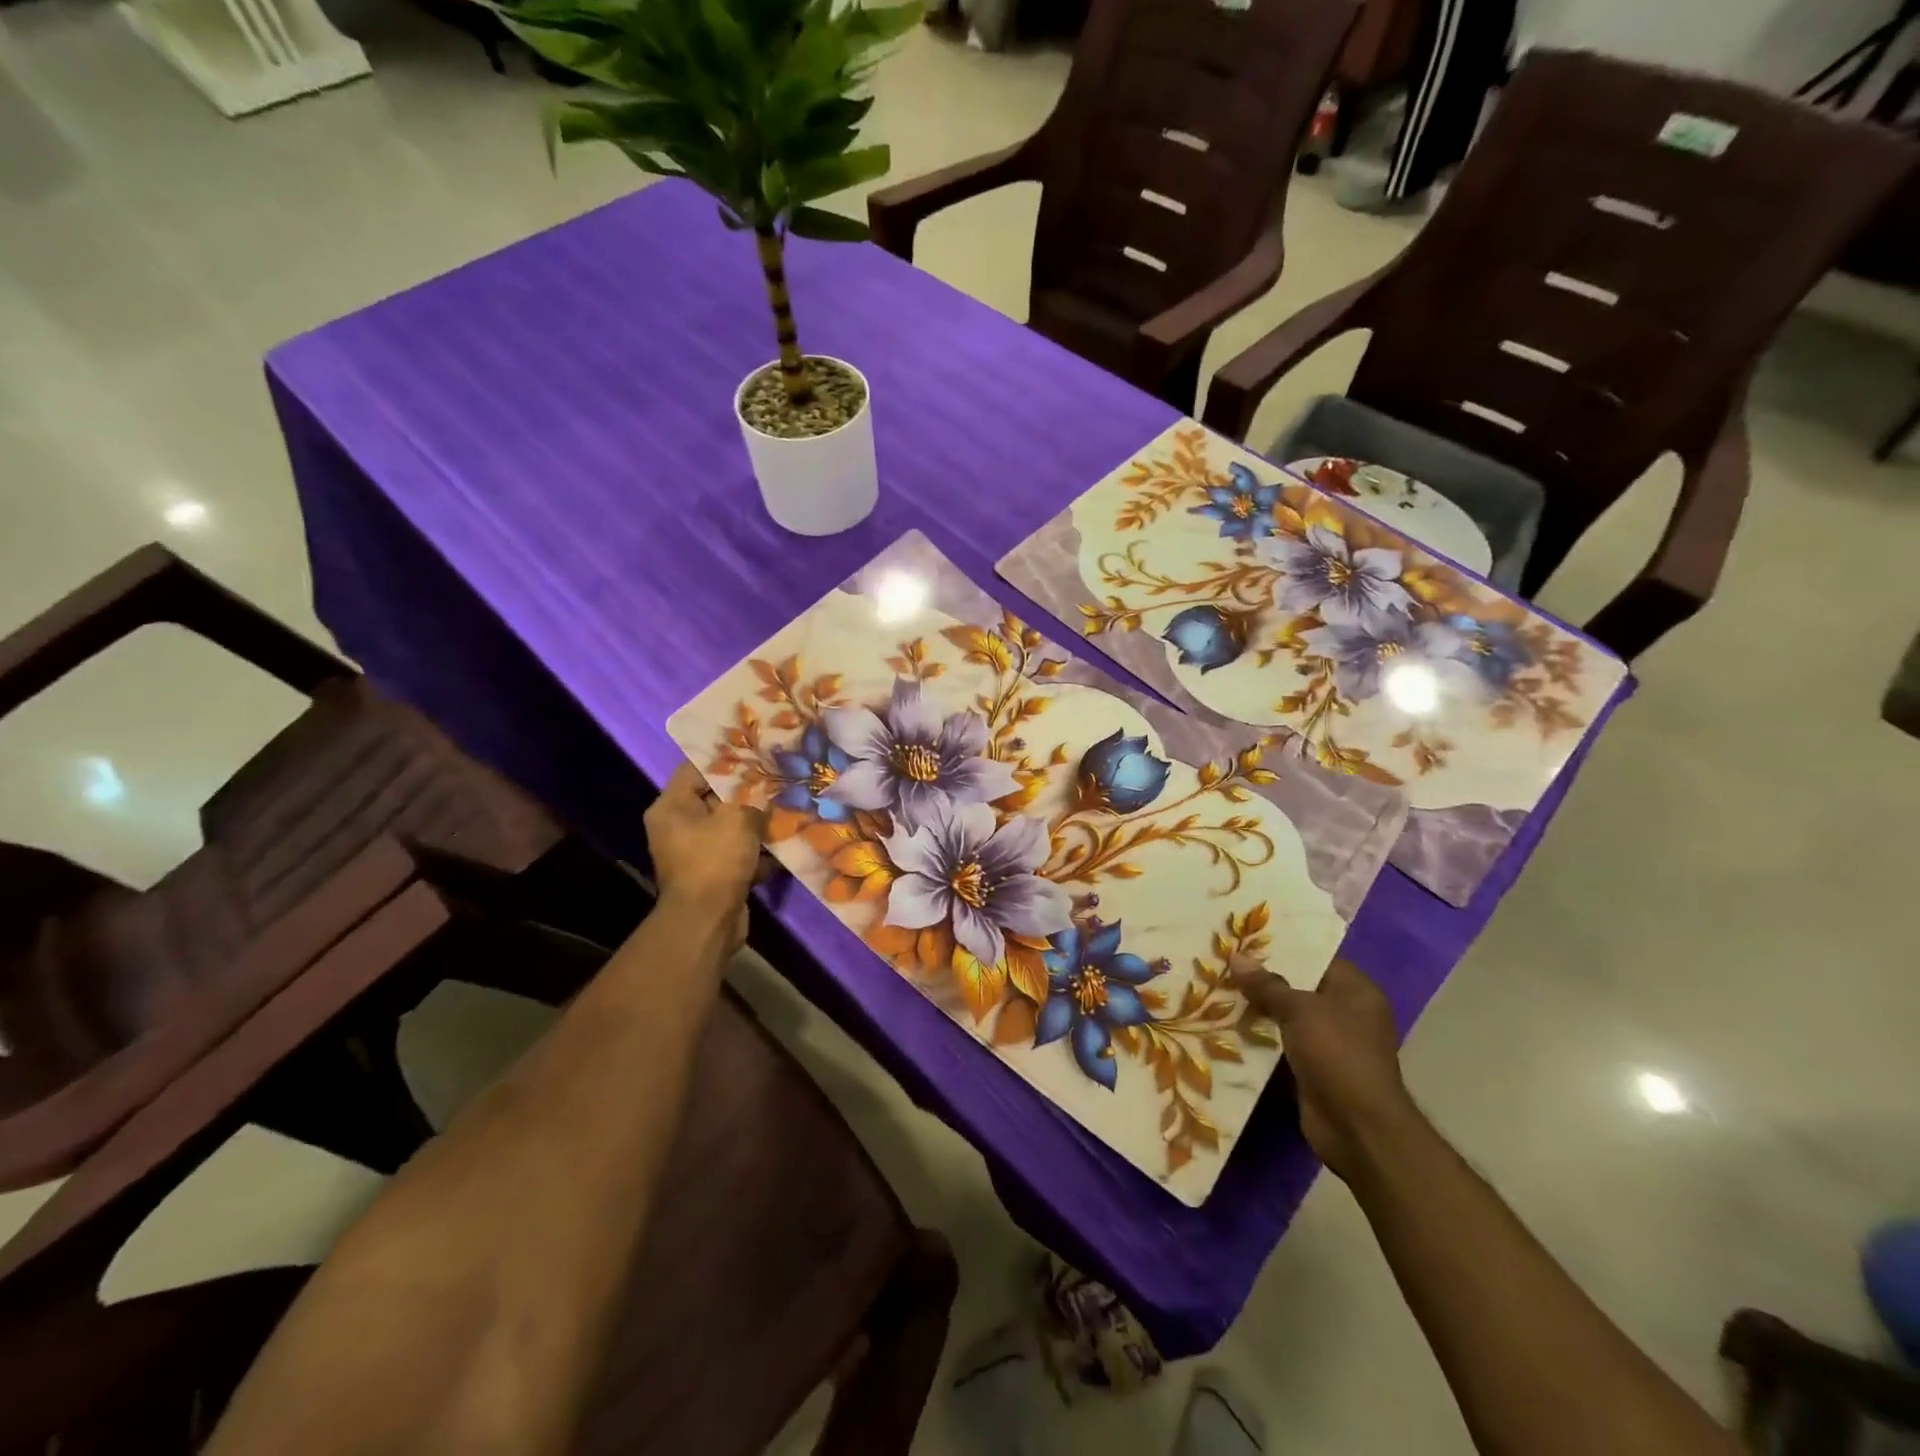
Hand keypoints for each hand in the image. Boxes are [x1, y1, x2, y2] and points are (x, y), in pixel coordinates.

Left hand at [644, 763, 766, 946]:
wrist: (708, 921)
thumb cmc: (714, 861)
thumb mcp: (737, 818)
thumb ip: (752, 797)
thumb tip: (765, 788)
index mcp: (671, 807)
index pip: (696, 769)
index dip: (727, 759)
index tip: (757, 752)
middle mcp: (677, 827)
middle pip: (715, 798)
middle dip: (748, 791)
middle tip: (778, 778)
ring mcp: (695, 853)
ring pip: (730, 827)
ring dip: (757, 822)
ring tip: (787, 808)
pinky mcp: (713, 874)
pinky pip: (738, 853)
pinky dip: (758, 850)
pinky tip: (784, 843)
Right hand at [1236, 956, 1422, 1183]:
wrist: (1356, 1128)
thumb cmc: (1337, 1055)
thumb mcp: (1300, 1010)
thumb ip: (1268, 984)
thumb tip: (1238, 957)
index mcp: (1356, 991)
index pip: (1317, 957)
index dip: (1283, 947)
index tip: (1246, 937)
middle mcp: (1347, 1013)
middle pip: (1299, 986)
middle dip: (1264, 978)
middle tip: (1224, 961)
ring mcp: (1331, 1043)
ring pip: (1287, 1017)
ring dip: (1258, 1009)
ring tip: (1217, 988)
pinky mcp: (1314, 1069)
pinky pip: (1282, 1044)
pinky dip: (1260, 1038)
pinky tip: (1227, 1025)